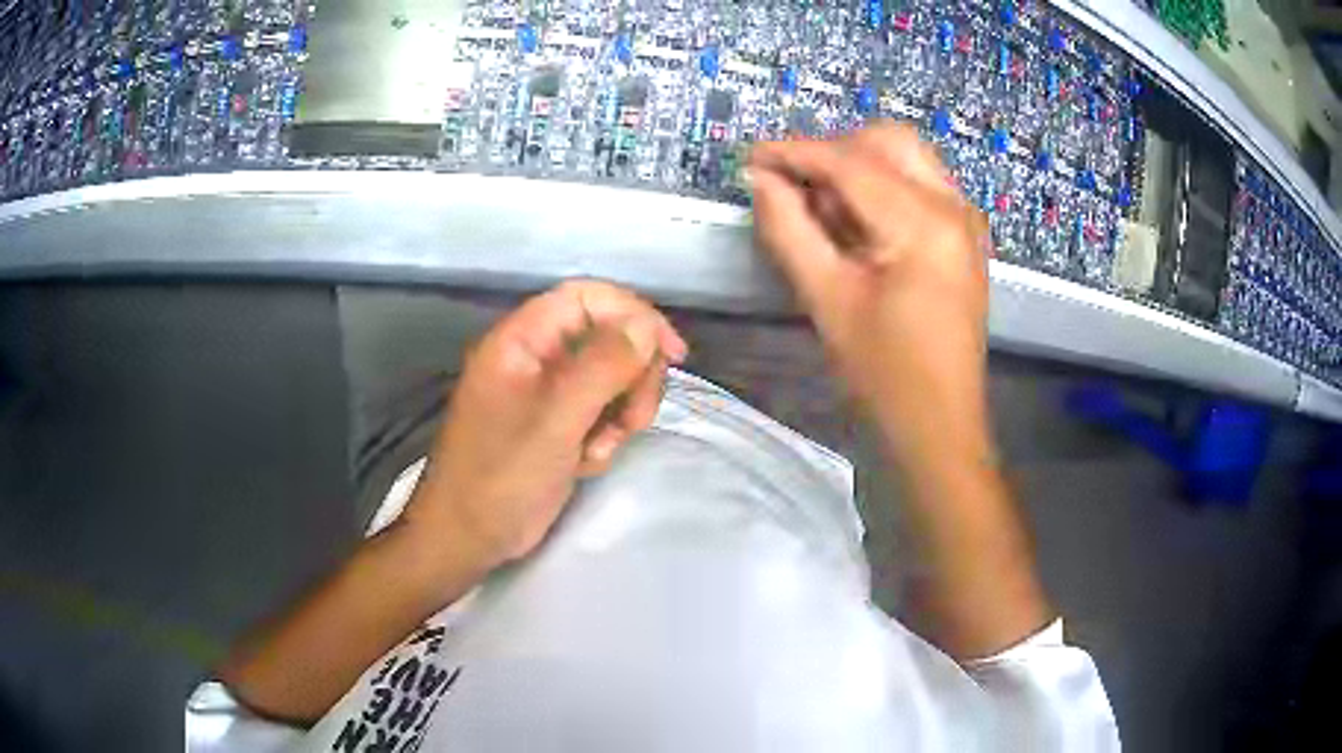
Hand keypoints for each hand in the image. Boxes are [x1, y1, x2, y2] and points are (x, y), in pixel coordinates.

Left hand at [403, 280, 686, 571]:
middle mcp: (535, 358)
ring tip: (602, 447)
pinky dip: (605, 434)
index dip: (633, 314)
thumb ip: (602, 367)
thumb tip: (645, 326)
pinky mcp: (557, 425)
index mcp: (521, 340)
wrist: (468, 538)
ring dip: (621, 411)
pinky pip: (600, 412)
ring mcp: (547, 394)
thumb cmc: (500, 476)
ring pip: (610, 378)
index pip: (586, 298)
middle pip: (606, 338)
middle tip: (635, 419)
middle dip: (631, 376)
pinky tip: (586, 462)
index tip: (671, 351)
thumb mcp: (555, 420)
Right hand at [749, 123, 992, 462]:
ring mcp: (966, 219)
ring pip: (905, 158)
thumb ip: (788, 229)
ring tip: (823, 213)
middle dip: (833, 152)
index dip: (794, 153)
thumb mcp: (826, 299)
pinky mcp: (965, 236)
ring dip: (858, 167)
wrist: (940, 424)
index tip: (751, 157)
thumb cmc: (883, 374)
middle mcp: (954, 206)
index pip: (849, 161)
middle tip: (793, 188)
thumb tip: (760, 178)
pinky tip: (858, 227)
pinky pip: (919, 184)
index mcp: (924, 223)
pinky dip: (882, 187)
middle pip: (887, 140)